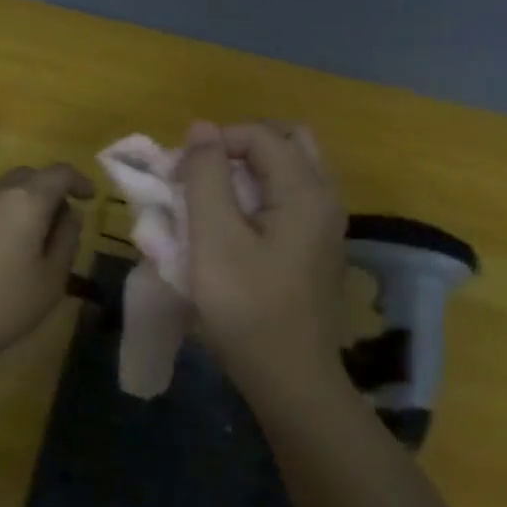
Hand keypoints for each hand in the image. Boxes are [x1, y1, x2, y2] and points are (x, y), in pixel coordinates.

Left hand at [0, 162, 93, 370]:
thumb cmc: (3, 306)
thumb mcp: (51, 279)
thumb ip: (66, 239)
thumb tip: (70, 215)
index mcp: (25, 201)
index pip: (59, 173)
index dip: (78, 180)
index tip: (89, 197)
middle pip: (26, 176)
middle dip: (48, 190)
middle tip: (60, 219)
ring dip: (19, 207)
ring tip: (28, 241)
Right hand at [179, 122, 348, 396]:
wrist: (290, 377)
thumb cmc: (247, 307)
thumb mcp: (215, 239)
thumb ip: (207, 178)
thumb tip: (202, 128)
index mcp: (306, 190)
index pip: (261, 135)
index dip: (216, 142)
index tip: (181, 173)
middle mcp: (325, 198)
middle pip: (287, 143)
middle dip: (239, 148)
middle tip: (203, 175)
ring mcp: (326, 225)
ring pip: (290, 172)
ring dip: (249, 172)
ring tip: (211, 200)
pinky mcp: (317, 249)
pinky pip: (291, 201)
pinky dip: (260, 197)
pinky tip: (232, 228)